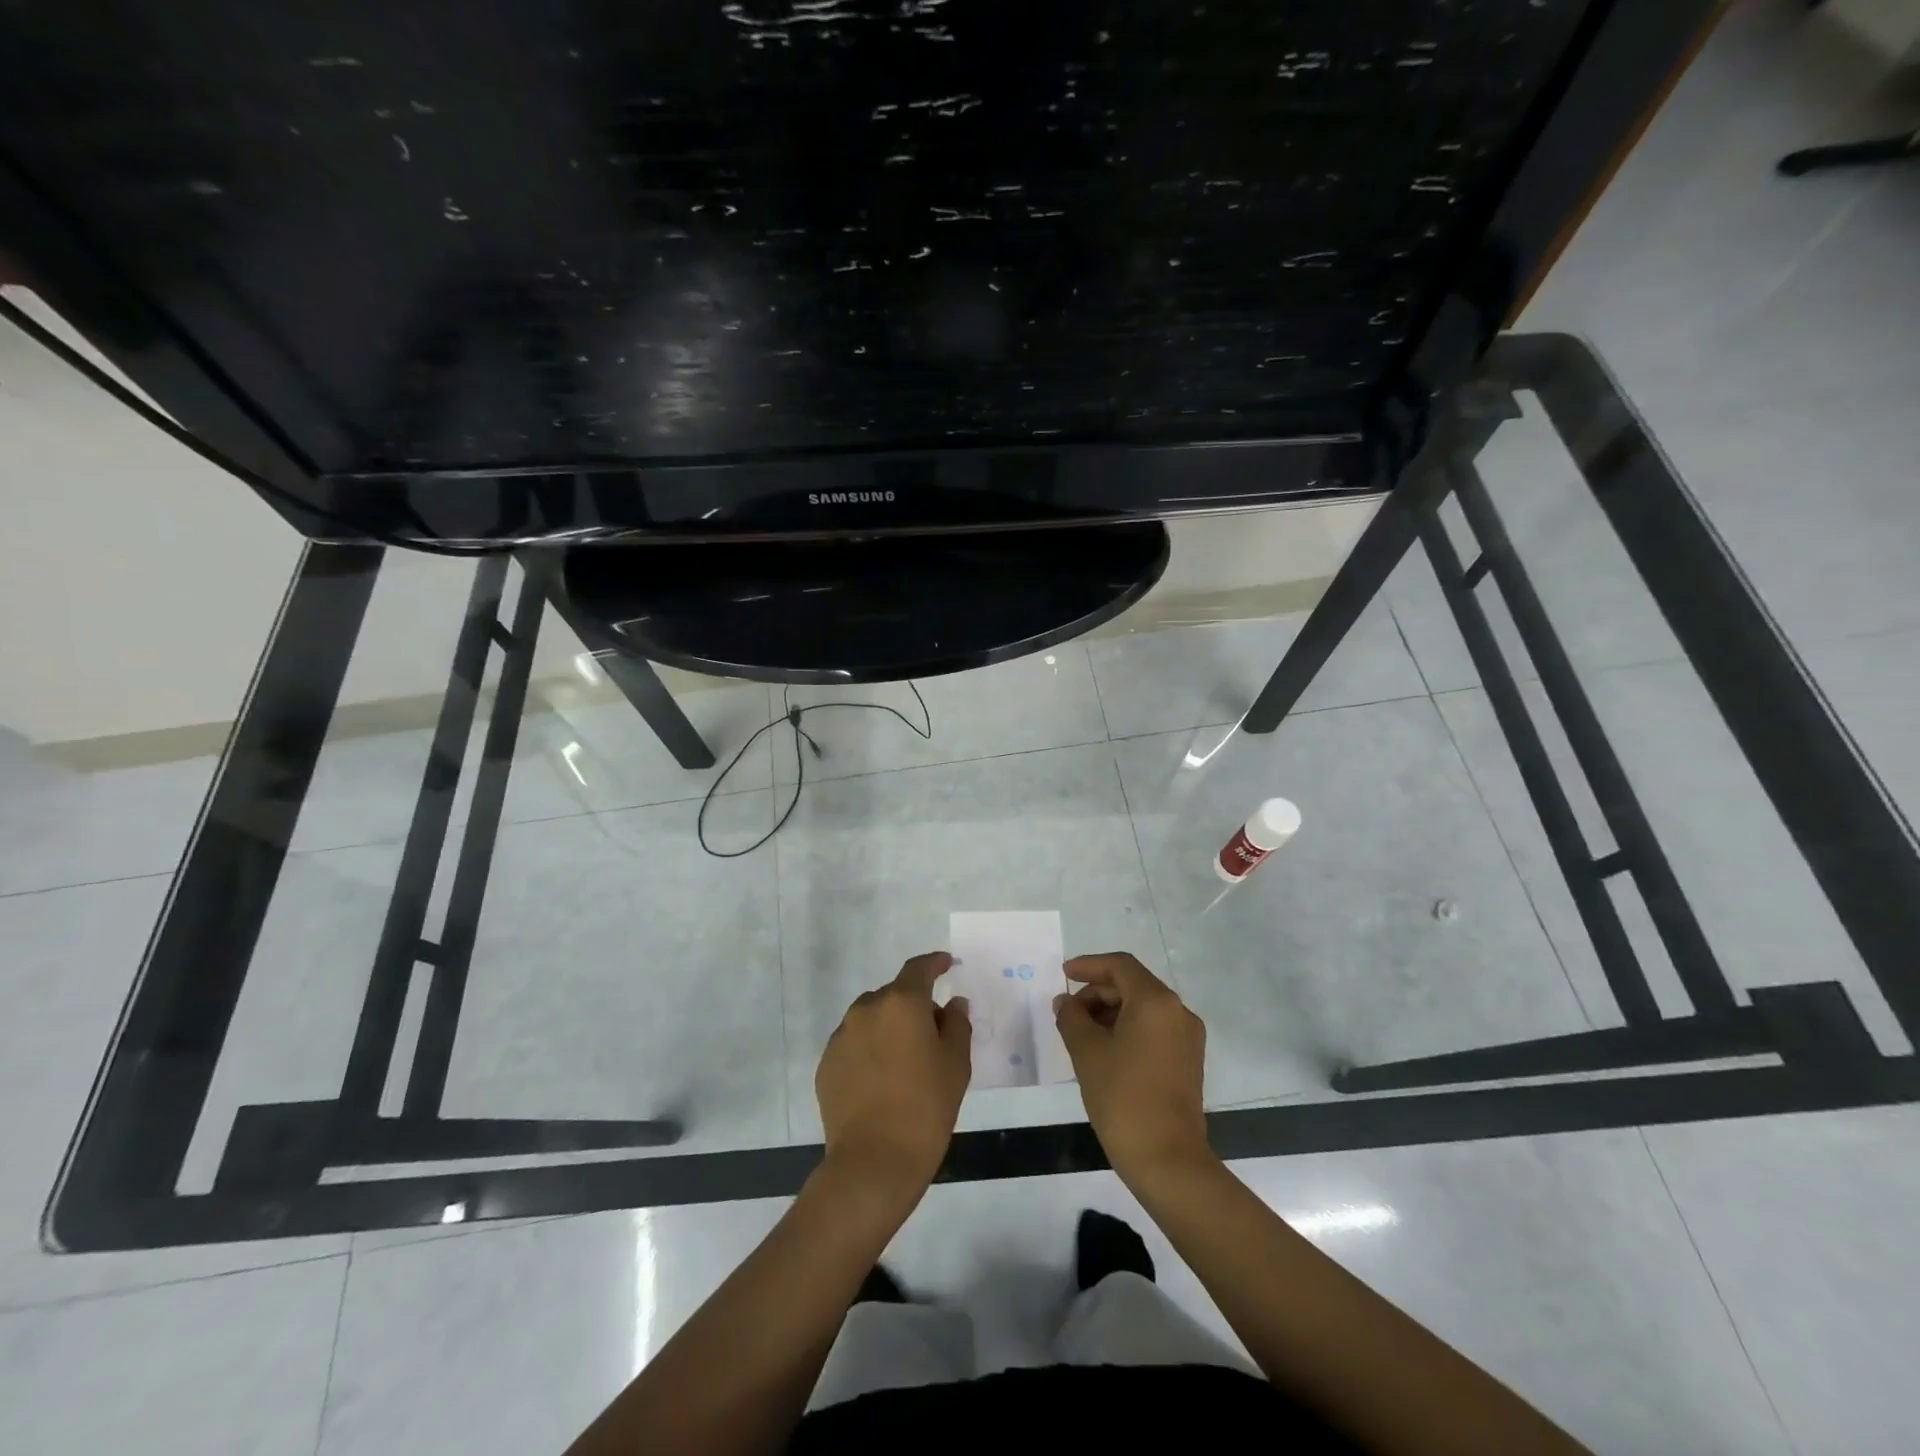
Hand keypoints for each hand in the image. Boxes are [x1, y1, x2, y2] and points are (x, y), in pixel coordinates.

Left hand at [816, 952, 971, 1200]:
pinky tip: (882, 1080)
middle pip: (894, 995)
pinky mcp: (826, 1064)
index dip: (934, 963)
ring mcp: (842, 1036)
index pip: (918, 969)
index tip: (946, 963)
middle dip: (914, 1006)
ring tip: (905, 1061)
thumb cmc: (926, 1108)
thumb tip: (953, 1005)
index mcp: (902, 1003)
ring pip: (871, 1018)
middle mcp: (867, 1009)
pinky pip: (854, 1044)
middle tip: (933, 1034)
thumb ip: (956, 1025)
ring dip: (889, 1028)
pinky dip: (870, 1050)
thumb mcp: (956, 1065)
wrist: (873, 1162)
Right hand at [1055, 952, 1211, 1183]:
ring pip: (1143, 1008)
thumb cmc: (1123, 1098)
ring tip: (1081, 1034)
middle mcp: (1178, 1012)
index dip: (1089, 965)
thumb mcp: (1087, 1052)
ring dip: (1111, 1012)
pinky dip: (1127, 1029)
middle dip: (1097, 992)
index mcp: (1156, 1001)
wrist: (1168, 1161)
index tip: (1064, 974)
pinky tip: (1104, 1051)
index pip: (1120, 966)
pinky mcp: (1188, 1062)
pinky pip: (1153, 1030)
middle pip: (1133, 985)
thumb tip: (1066, 1002)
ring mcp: (1187, 1039)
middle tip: (1068, 1012)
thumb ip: (1071, 1017)